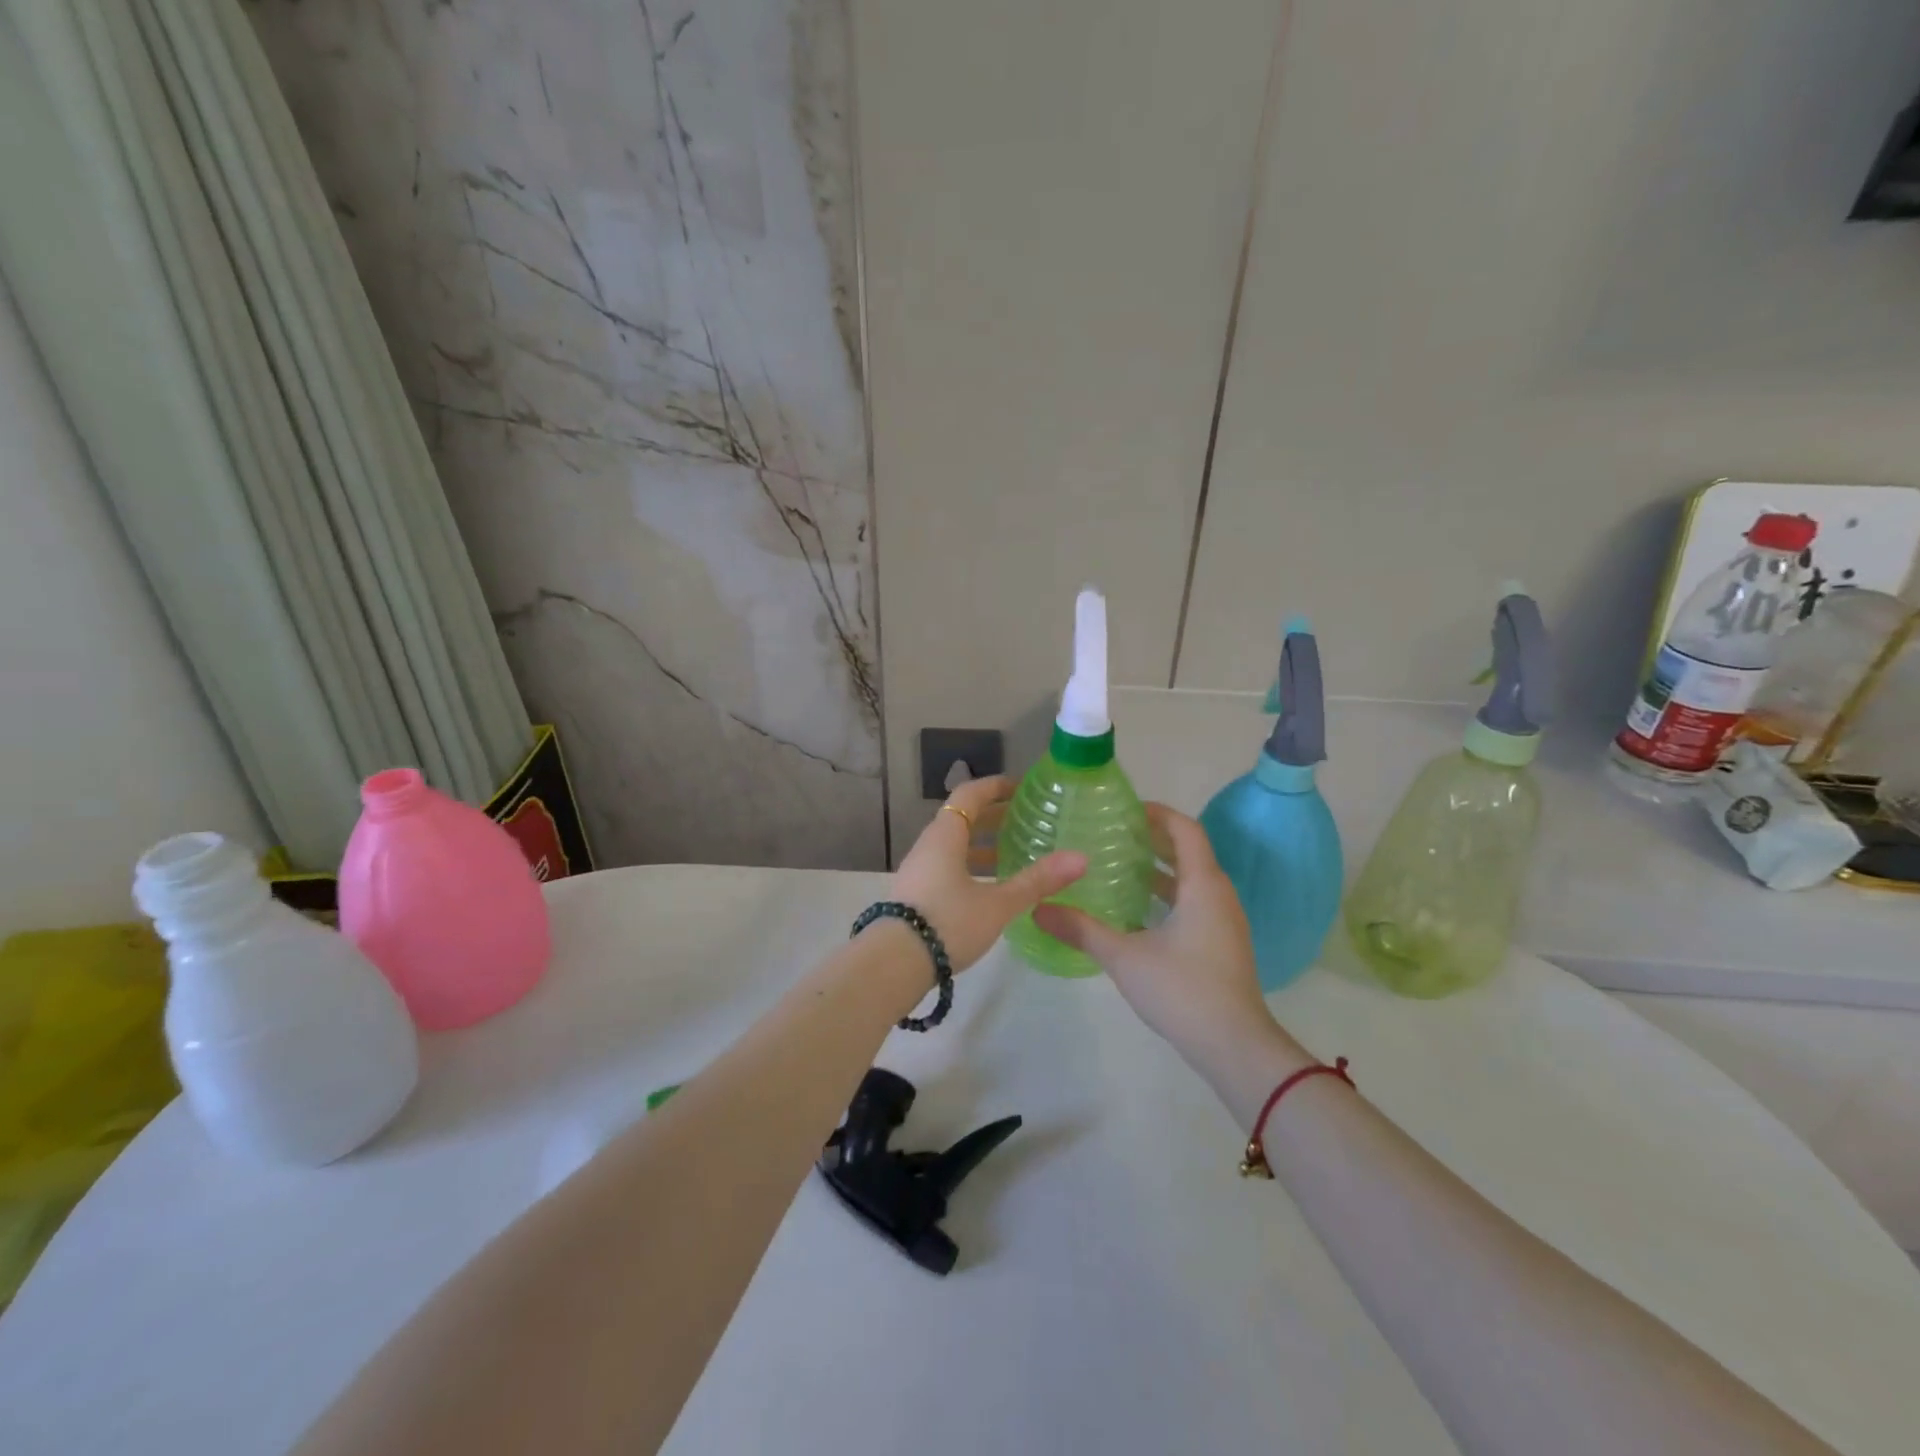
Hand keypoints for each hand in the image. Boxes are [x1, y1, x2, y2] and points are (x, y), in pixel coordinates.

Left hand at [891, 775, 1085, 971]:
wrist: (893, 964)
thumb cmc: (947, 923)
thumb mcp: (997, 904)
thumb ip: (1037, 881)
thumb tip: (1080, 858)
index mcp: (945, 836)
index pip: (969, 795)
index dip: (994, 787)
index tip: (1020, 788)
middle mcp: (928, 846)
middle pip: (961, 819)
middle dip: (993, 816)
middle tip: (1025, 820)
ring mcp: (919, 871)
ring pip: (954, 846)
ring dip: (982, 845)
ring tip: (1013, 854)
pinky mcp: (915, 895)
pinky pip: (947, 867)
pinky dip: (970, 866)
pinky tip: (989, 888)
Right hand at [1033, 803, 1276, 1061]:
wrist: (1235, 1046)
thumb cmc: (1183, 990)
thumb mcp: (1125, 957)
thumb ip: (1081, 929)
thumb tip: (1037, 908)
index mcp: (1202, 885)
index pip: (1185, 830)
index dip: (1158, 813)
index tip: (1124, 809)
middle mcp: (1218, 895)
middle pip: (1188, 851)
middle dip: (1153, 838)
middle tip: (1112, 833)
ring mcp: (1223, 921)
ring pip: (1191, 879)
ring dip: (1159, 868)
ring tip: (1117, 865)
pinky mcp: (1221, 943)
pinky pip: (1193, 901)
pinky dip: (1166, 894)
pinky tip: (1135, 910)